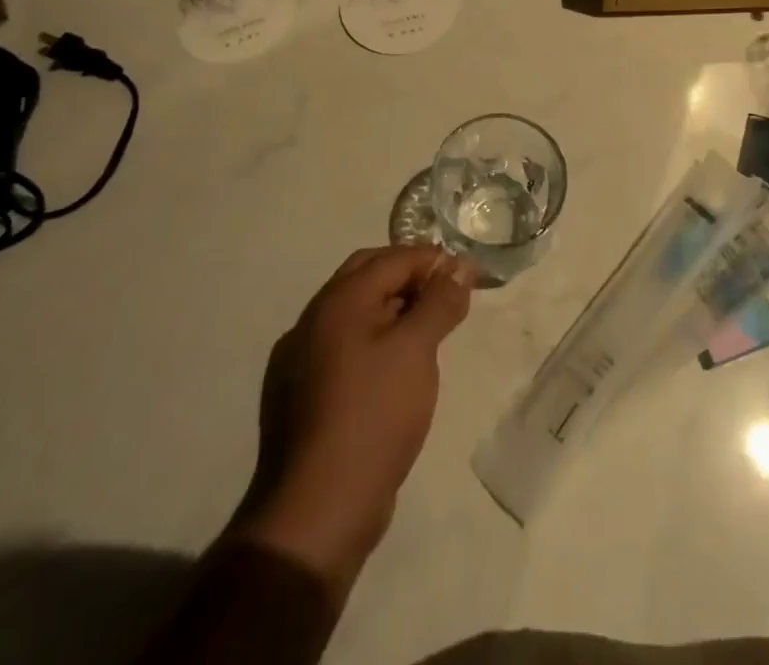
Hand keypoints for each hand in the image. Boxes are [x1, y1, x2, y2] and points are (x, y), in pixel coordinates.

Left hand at [232, 246, 475, 593]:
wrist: (318, 510)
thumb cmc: (374, 415)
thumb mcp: (417, 350)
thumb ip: (439, 301)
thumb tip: (459, 266)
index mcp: (338, 301)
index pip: (392, 258)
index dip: (433, 260)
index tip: (468, 275)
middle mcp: (313, 319)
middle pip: (367, 275)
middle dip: (409, 276)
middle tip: (445, 295)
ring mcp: (300, 358)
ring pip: (354, 312)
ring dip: (391, 308)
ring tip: (427, 331)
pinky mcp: (301, 393)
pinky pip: (343, 345)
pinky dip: (373, 338)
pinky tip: (393, 367)